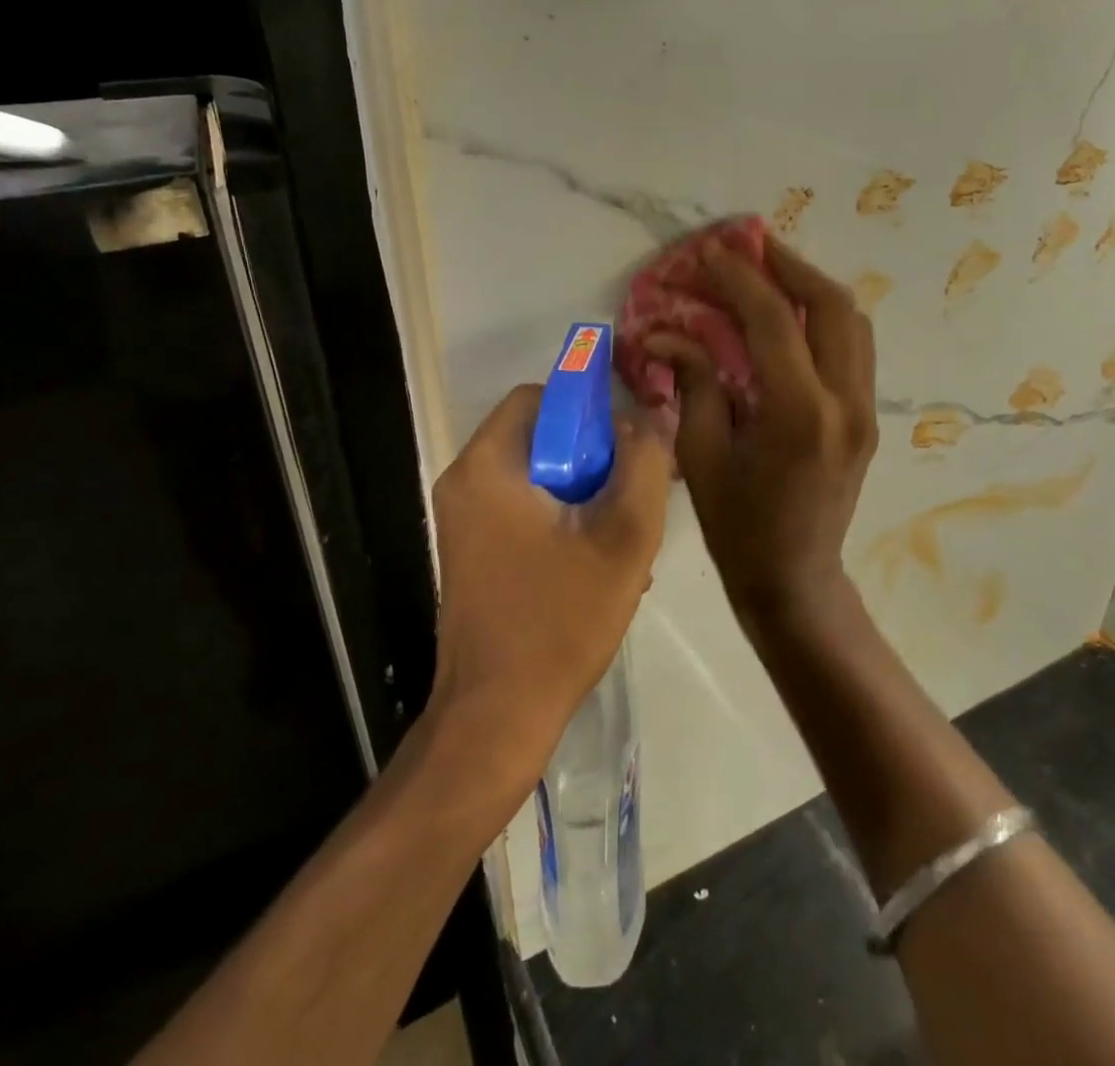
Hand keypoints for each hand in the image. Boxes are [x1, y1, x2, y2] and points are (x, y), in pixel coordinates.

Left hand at [429, 384, 672, 785]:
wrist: (497, 717)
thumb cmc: (559, 622)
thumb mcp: (623, 538)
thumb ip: (644, 465)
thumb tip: (651, 417)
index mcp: (487, 467)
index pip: (540, 397)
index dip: (589, 408)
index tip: (628, 444)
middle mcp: (464, 482)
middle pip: (539, 435)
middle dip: (594, 457)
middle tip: (633, 493)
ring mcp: (463, 519)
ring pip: (537, 475)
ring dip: (584, 492)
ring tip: (622, 534)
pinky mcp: (472, 549)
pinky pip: (524, 508)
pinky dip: (562, 518)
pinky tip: (598, 561)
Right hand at [645, 238, 877, 626]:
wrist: (794, 577)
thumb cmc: (737, 525)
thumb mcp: (702, 455)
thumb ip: (695, 383)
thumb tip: (668, 333)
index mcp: (799, 415)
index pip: (774, 323)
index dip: (739, 279)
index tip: (710, 253)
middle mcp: (845, 403)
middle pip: (832, 306)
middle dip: (790, 266)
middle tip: (751, 247)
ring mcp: (865, 409)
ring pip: (853, 322)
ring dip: (812, 286)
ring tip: (772, 270)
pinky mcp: (867, 416)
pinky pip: (854, 347)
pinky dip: (825, 317)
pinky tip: (792, 313)